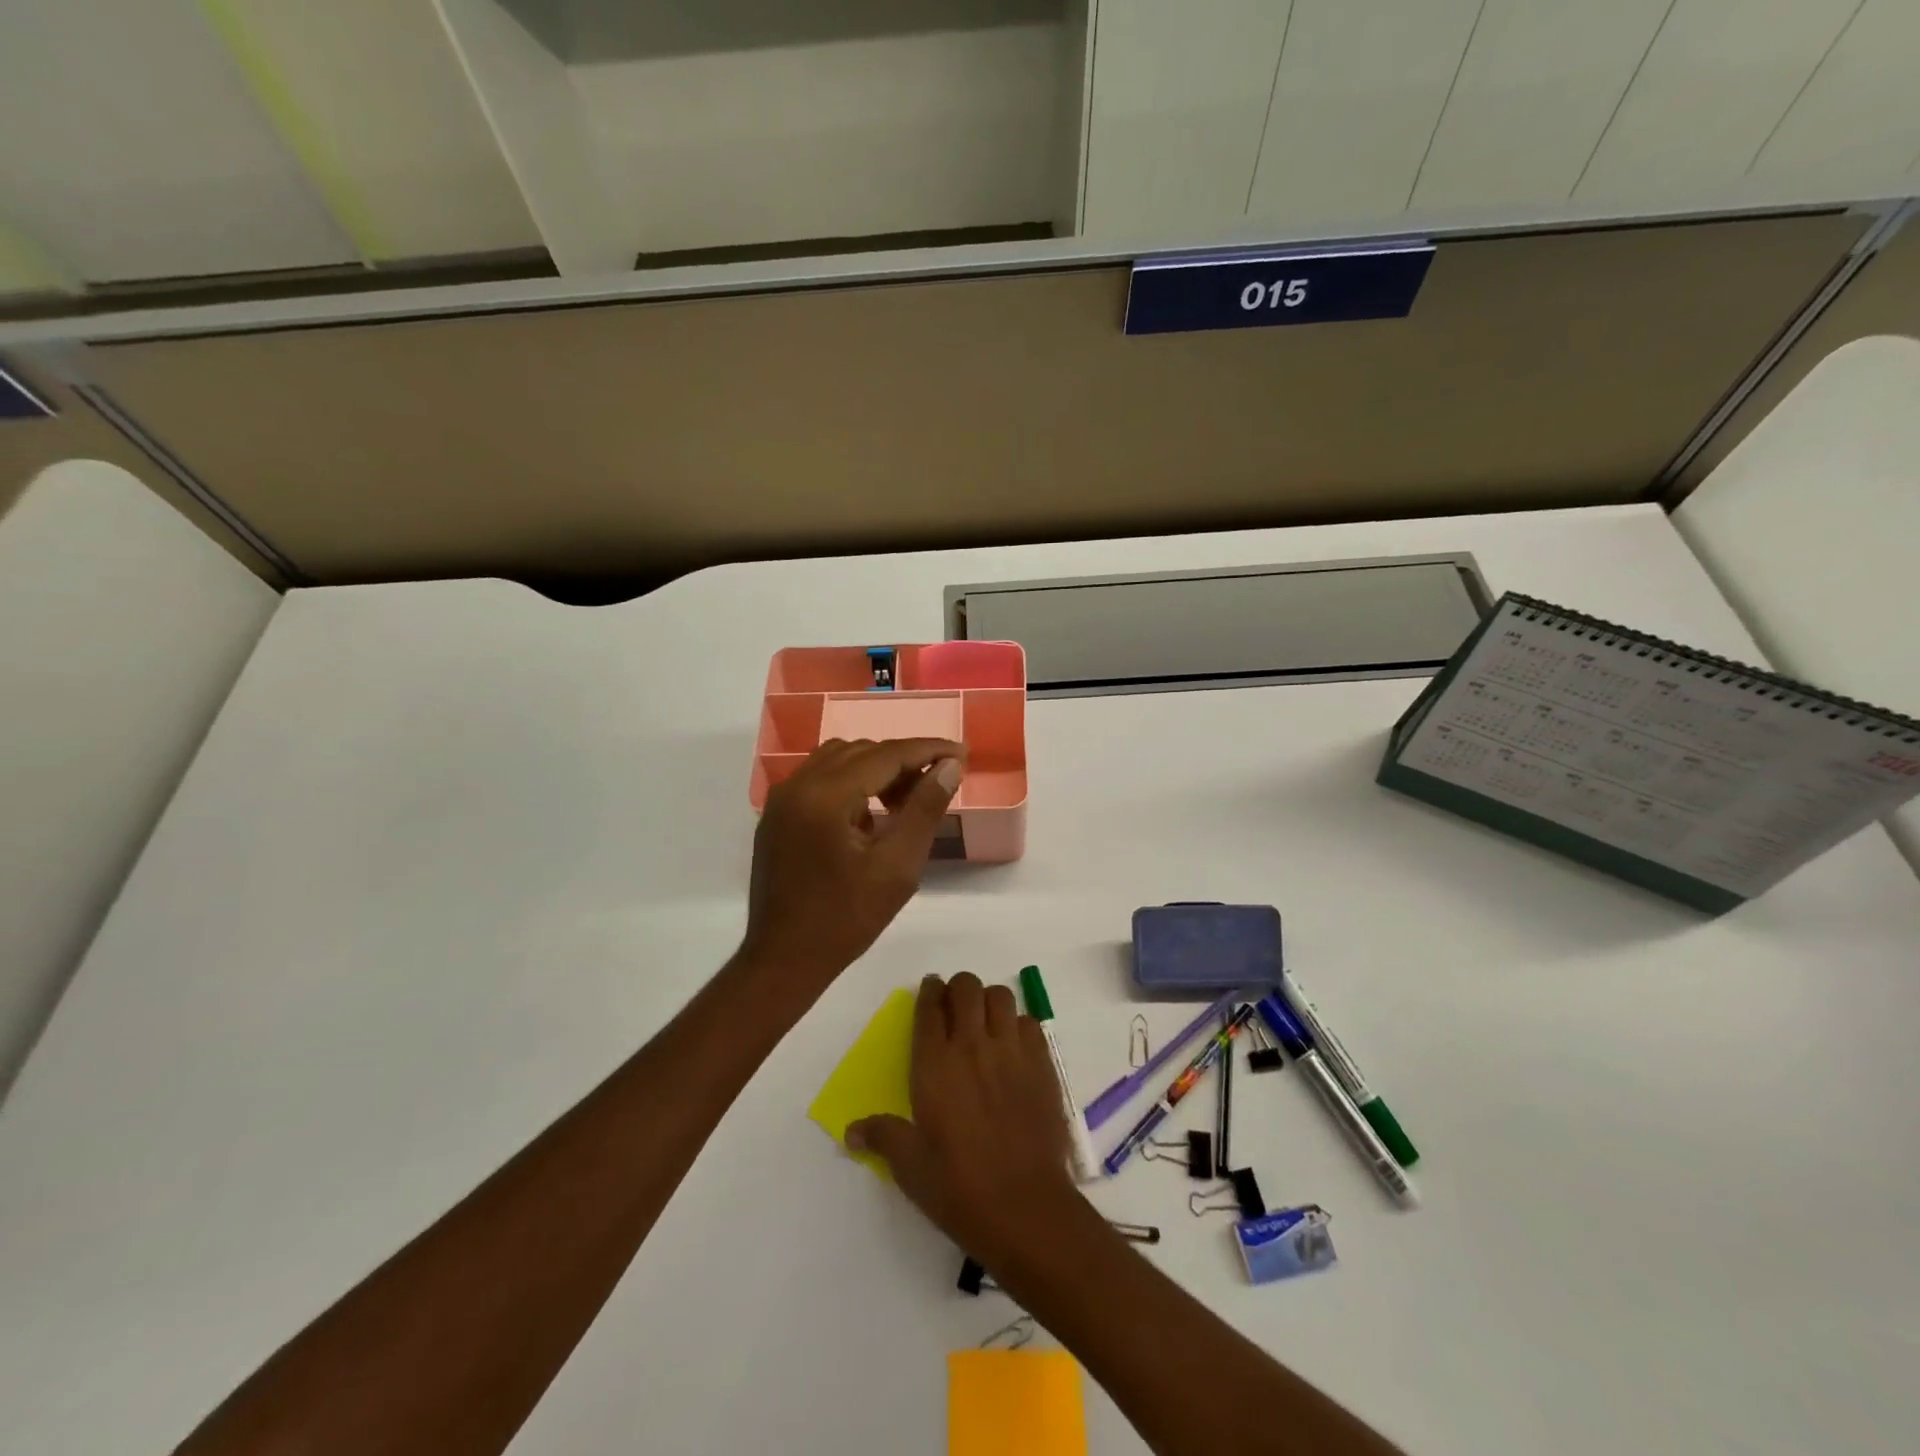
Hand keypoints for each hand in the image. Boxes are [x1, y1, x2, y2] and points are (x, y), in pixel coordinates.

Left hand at [741, 738, 963, 984]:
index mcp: (824, 796)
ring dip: (876, 769)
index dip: (928, 749)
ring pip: (838, 760)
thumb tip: (950, 766)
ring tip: (906, 800)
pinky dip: (851, 783)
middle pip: (861, 752)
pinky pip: (819, 778)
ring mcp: (782, 799)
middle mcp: (797, 785)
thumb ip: (924, 810)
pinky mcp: (777, 815)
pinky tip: (870, 816)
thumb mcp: (897, 867)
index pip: (885, 755)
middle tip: (937, 785)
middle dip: (903, 761)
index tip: (962, 751)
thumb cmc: (846, 919)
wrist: (784, 960)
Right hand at [847, 974, 1081, 1272]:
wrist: (1025, 1206)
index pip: (929, 1007)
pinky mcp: (1042, 1063)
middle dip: (958, 989)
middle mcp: (972, 1045)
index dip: (928, 992)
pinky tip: (1012, 1047)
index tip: (929, 990)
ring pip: (1000, 996)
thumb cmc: (959, 1187)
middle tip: (955, 1007)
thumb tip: (851, 1131)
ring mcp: (1011, 1050)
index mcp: (935, 1063)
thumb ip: (882, 1136)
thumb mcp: (910, 1166)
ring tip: (984, 1021)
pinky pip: (1029, 1022)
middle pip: (967, 987)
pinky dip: (1018, 1025)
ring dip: (989, 1001)